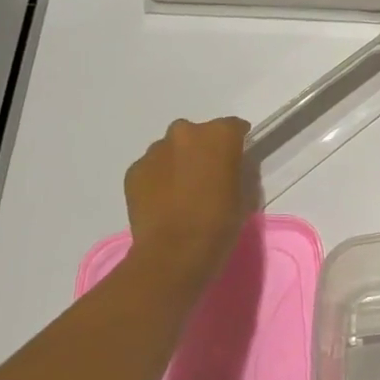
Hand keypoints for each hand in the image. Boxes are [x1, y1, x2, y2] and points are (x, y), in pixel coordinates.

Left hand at [122, 117, 252, 301]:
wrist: (174, 252)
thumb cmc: (219, 222)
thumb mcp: (245, 194)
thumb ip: (239, 170)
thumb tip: (231, 167)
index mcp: (219, 135)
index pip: (234, 127)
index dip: (237, 143)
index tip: (238, 160)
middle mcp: (185, 132)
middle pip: (198, 134)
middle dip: (203, 150)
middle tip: (208, 176)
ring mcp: (155, 151)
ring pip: (171, 150)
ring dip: (179, 162)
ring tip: (182, 191)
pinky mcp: (134, 171)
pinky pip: (152, 168)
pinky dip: (159, 178)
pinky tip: (164, 202)